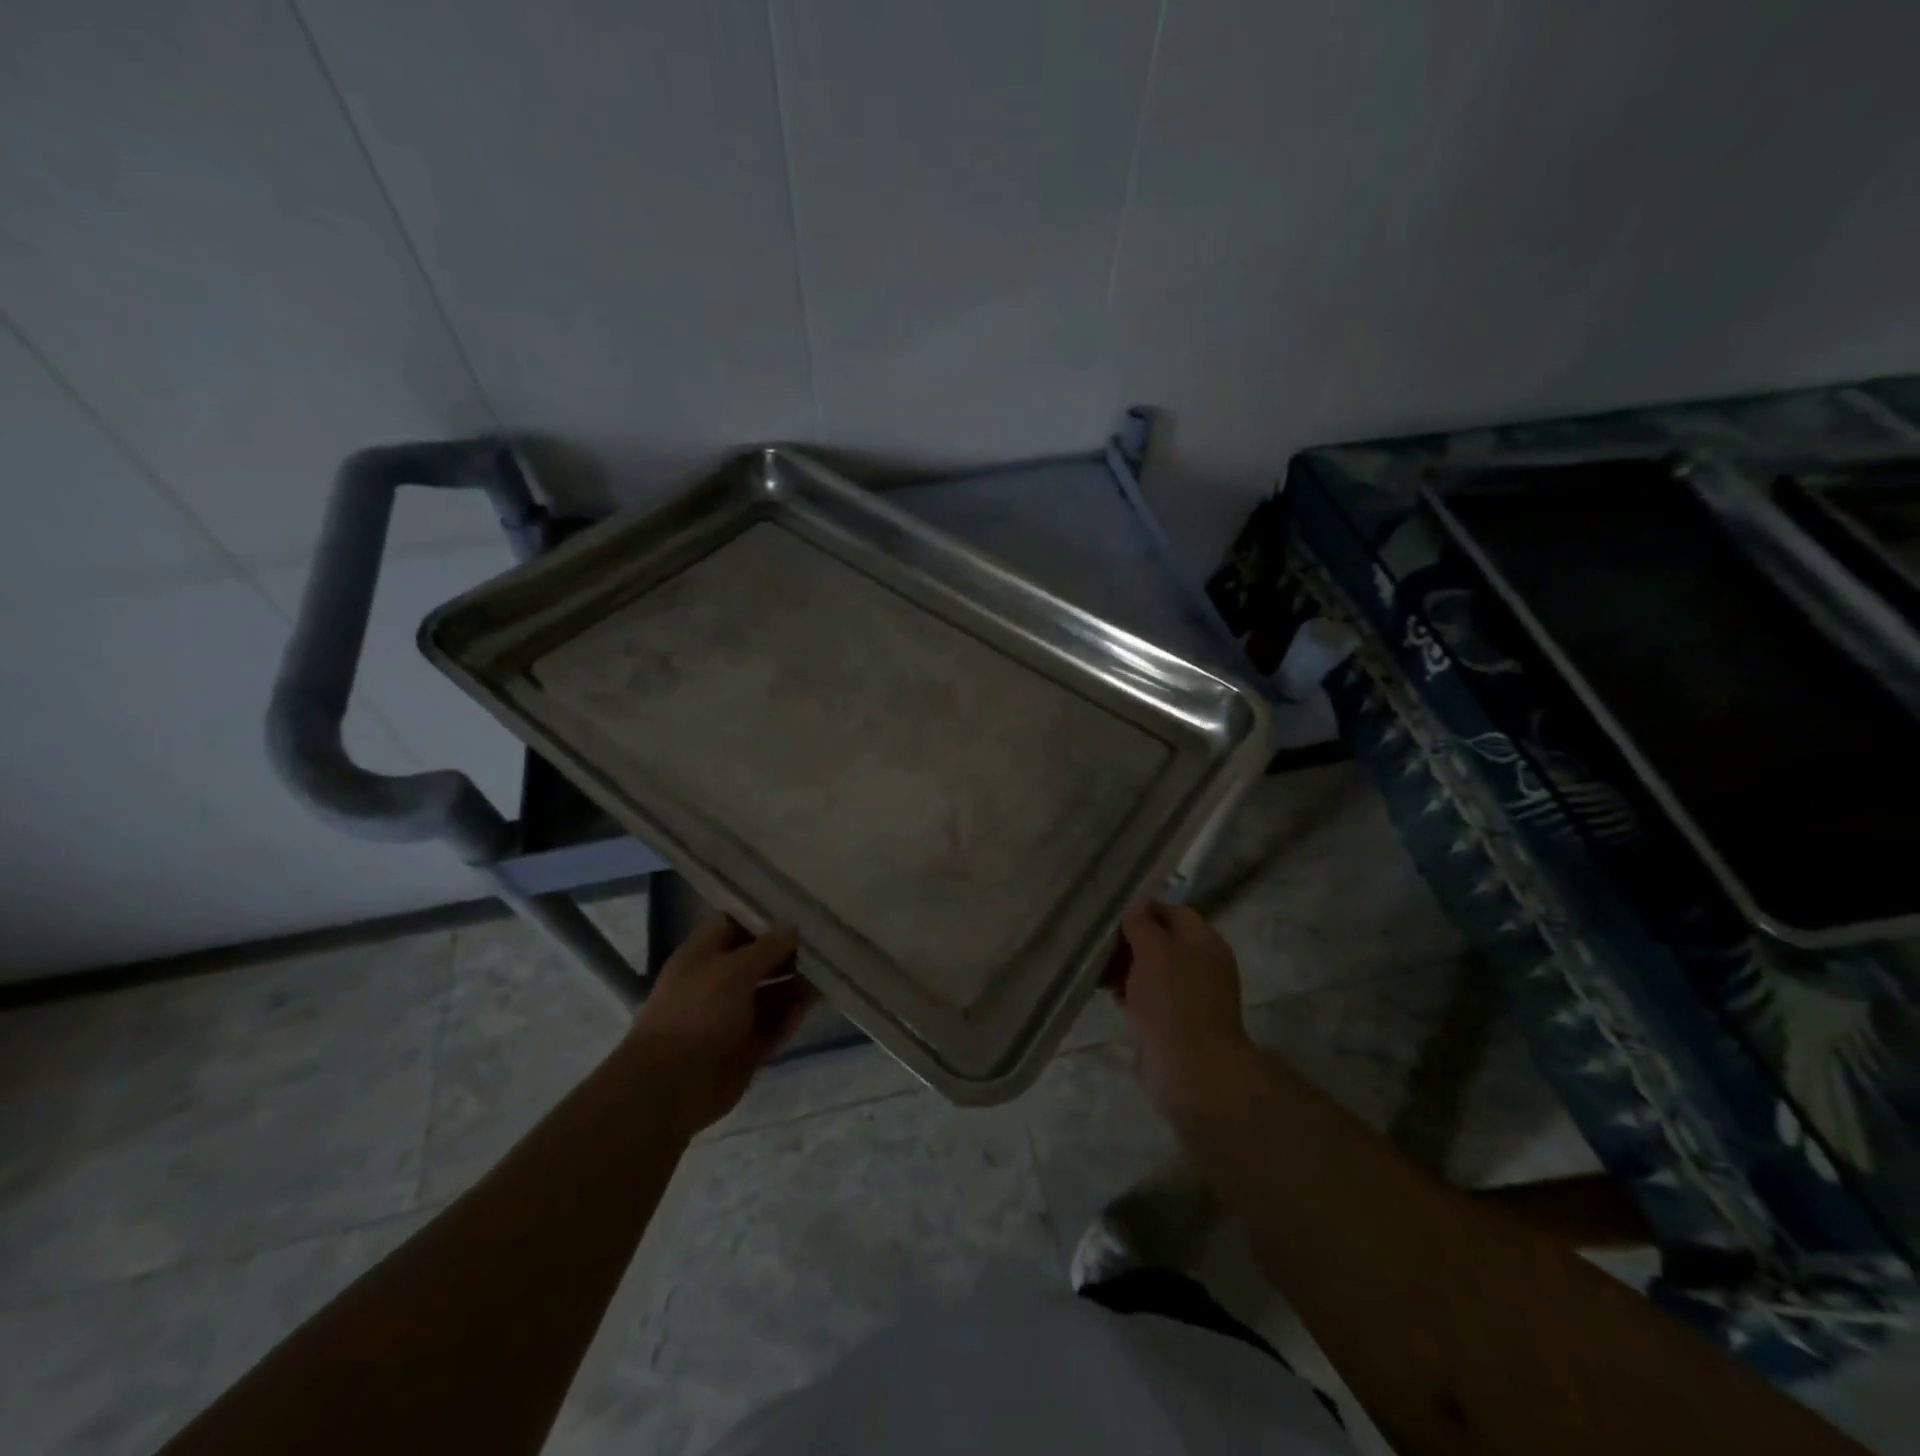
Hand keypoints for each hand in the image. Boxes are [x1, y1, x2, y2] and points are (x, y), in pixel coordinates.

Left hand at [627, 916, 816, 1134]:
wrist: (671, 1086)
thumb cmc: (697, 1014)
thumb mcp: (732, 970)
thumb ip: (766, 948)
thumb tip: (792, 928)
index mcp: (702, 957)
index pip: (733, 925)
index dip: (762, 916)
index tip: (796, 908)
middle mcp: (718, 983)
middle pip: (758, 959)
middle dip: (787, 951)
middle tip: (824, 939)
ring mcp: (732, 1017)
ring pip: (771, 992)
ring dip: (796, 982)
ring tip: (829, 968)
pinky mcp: (747, 1046)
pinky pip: (775, 1024)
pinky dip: (793, 1013)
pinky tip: (816, 1000)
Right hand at [1108, 902, 1257, 1120]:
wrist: (1190, 1069)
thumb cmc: (1174, 999)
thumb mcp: (1154, 949)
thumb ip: (1142, 924)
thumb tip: (1134, 911)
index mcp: (1204, 942)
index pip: (1172, 911)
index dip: (1142, 908)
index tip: (1111, 912)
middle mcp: (1199, 965)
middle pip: (1159, 941)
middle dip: (1128, 940)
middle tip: (1096, 940)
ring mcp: (1186, 996)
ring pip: (1149, 970)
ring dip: (1123, 966)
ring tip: (1094, 966)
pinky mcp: (1171, 1022)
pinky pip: (1145, 997)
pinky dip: (1127, 992)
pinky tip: (1105, 991)